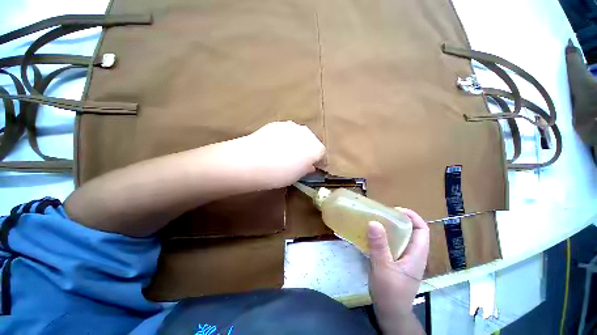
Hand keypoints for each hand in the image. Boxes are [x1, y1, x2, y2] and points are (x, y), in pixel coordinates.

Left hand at [233, 121, 325, 188]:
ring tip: (281, 154)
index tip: (308, 169)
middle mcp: (306, 132)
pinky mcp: (275, 123)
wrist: (252, 160)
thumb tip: (308, 166)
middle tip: (295, 162)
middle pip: (310, 141)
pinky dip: (281, 137)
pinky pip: (283, 131)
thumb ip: (306, 169)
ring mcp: (290, 125)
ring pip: (297, 134)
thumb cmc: (278, 174)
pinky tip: (270, 147)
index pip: (321, 154)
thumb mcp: (296, 177)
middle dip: (305, 149)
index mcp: (316, 148)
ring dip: (293, 142)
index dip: (315, 162)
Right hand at [368, 208, 429, 333]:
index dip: (412, 216)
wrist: (392, 313)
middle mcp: (418, 257)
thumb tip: (375, 222)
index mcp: (418, 253)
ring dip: (396, 235)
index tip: (395, 211)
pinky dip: (392, 246)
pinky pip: (401, 252)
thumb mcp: (382, 268)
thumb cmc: (390, 291)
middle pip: (415, 234)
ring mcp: (411, 265)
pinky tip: (379, 248)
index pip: (422, 228)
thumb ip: (379, 246)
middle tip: (384, 219)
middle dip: (402, 224)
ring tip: (380, 230)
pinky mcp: (404, 271)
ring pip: (407, 243)